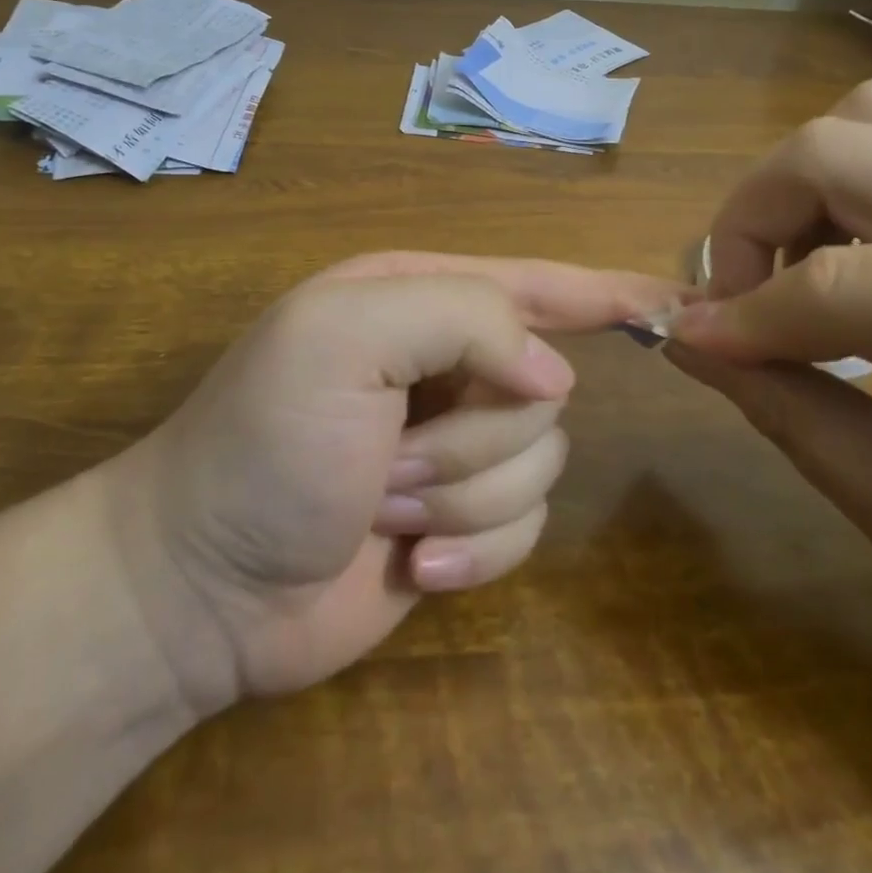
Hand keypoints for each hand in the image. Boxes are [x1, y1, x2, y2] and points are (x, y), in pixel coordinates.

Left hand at [103, 252, 684, 718]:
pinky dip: (475, 550)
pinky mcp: (464, 520)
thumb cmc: (265, 443)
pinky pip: (526, 529)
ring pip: (540, 462)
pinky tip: (414, 564)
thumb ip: (464, 317)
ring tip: (385, 508)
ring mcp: (457, 446)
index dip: (604, 291)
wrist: (200, 587)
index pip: (535, 285)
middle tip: (390, 460)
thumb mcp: (346, 337)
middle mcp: (446, 365)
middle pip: (543, 391)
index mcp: (418, 301)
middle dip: (474, 436)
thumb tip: (554, 379)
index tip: (671, 302)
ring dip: (463, 494)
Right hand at [667, 79, 871, 678]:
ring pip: (871, 118)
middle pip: (838, 147)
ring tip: (797, 271)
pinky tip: (855, 258)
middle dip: (751, 218)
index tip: (695, 348)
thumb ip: (794, 417)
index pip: (837, 281)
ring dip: (801, 187)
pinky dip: (847, 182)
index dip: (740, 315)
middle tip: (742, 301)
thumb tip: (690, 339)